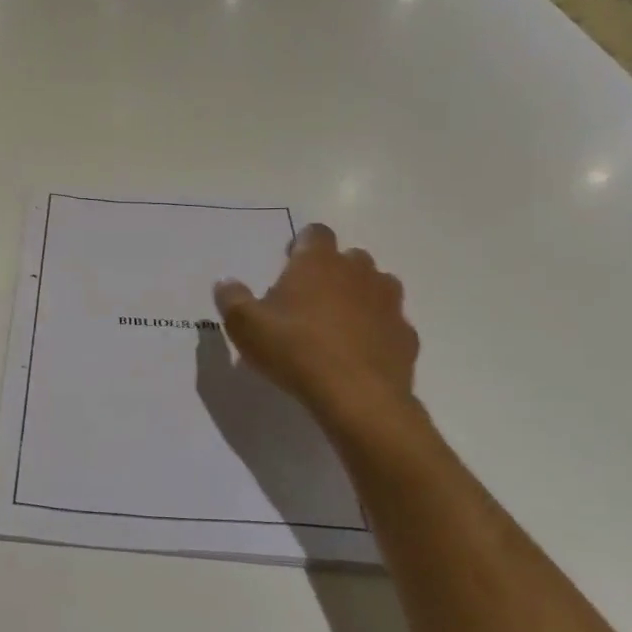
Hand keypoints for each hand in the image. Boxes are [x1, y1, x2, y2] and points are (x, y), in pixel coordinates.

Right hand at [213, 224, 420, 435]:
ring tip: (337, 325)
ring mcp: (388, 303)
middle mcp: (358, 272)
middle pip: (349, 258)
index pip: (316, 233)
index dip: (302, 245)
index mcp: (318, 262)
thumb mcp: (245, 326)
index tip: (289, 265)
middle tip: (309, 300)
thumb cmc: (295, 350)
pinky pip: (389, 324)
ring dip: (359, 297)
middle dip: (332, 272)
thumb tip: (225, 282)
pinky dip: (376, 331)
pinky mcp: (406, 335)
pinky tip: (358, 354)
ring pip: (376, 287)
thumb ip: (232, 298)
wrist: (358, 397)